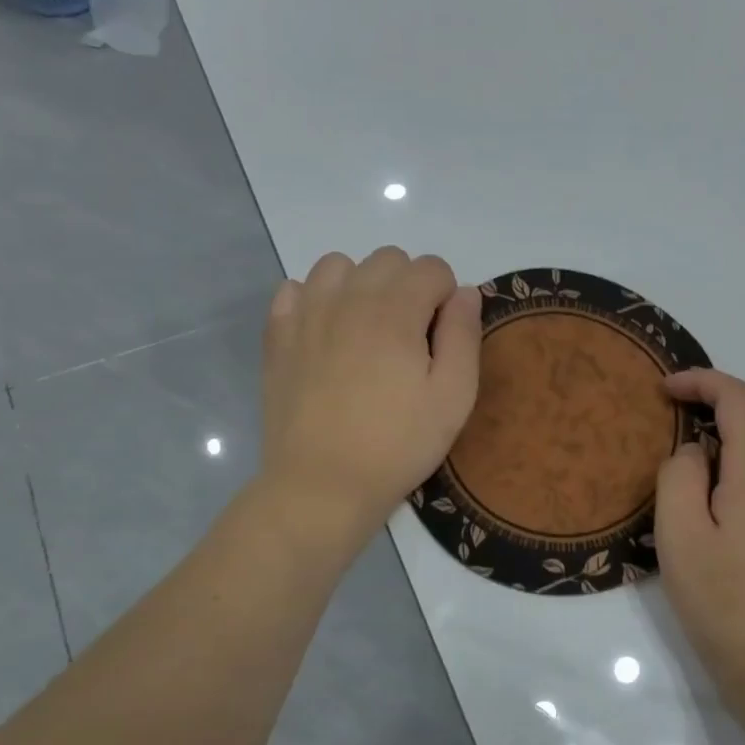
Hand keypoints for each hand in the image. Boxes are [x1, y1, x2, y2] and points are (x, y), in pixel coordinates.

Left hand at [260, 248, 481, 548]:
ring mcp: (306, 313)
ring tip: (368, 329)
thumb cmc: (398, 444)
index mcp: (396, 310)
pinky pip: (297, 288)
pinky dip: (317, 299)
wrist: (322, 485)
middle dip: (408, 285)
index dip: (447, 297)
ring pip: (339, 265)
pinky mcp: (278, 335)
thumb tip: (466, 292)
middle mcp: (348, 297)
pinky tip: (328, 334)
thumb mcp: (454, 396)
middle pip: (388, 259)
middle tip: (411, 337)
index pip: (432, 267)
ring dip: (362, 284)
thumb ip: (464, 334)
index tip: (443, 338)